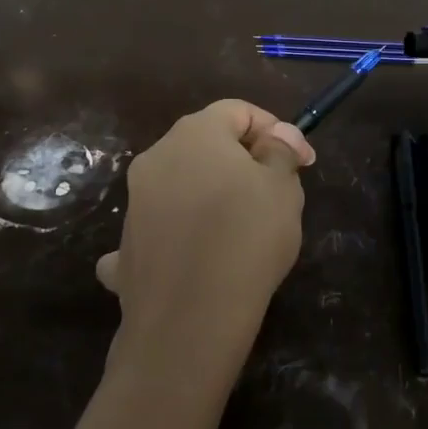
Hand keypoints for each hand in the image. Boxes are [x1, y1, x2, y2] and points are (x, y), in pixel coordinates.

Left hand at [96, 100, 313, 392]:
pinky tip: (187, 259)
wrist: (190, 317)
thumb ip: (280, 152)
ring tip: (241, 231)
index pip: (238, 111)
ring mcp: (134, 204)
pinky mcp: (125, 248)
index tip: (302, 162)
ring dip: (208, 196)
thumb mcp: (283, 188)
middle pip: (204, 145)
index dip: (275, 130)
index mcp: (194, 134)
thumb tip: (276, 135)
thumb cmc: (247, 238)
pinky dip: (172, 238)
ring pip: (178, 186)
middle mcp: (155, 158)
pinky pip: (154, 232)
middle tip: (274, 194)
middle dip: (241, 161)